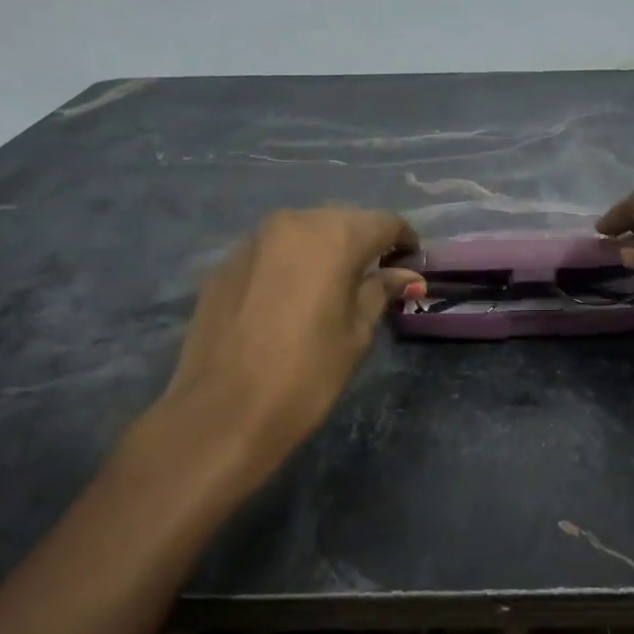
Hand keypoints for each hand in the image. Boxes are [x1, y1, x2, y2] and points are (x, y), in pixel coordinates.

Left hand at [139, 208, 423, 487]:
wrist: (223, 411)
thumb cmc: (307, 374)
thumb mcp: (357, 333)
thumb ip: (380, 291)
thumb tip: (405, 275)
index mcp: (334, 236)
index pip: (384, 222)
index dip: (404, 241)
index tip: (411, 265)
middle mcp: (293, 223)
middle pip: (342, 221)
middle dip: (363, 244)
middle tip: (375, 279)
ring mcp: (253, 240)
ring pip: (304, 233)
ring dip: (324, 252)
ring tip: (332, 289)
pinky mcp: (224, 263)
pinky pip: (272, 252)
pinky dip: (291, 265)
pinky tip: (290, 301)